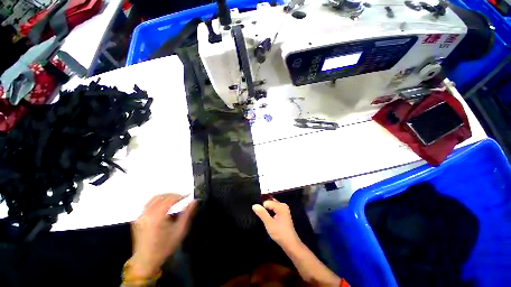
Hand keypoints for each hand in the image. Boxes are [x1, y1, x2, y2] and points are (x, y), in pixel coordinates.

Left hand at [129, 194, 196, 277]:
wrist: (147, 258)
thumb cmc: (164, 248)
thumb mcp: (179, 233)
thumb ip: (186, 216)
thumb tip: (193, 203)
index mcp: (156, 216)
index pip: (169, 199)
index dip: (179, 196)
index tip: (188, 196)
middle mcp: (146, 212)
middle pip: (159, 197)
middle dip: (171, 195)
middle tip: (181, 198)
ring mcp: (140, 214)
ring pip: (152, 200)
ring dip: (162, 198)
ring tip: (172, 201)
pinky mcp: (137, 218)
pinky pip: (147, 206)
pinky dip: (155, 204)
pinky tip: (161, 210)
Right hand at [252, 198, 300, 247]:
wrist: (289, 242)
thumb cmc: (279, 233)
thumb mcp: (269, 223)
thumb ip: (262, 213)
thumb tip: (254, 205)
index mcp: (281, 206)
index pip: (267, 202)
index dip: (261, 207)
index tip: (257, 214)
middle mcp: (283, 207)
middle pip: (270, 203)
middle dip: (263, 208)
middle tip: (258, 215)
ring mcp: (283, 211)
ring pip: (271, 208)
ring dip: (266, 212)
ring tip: (261, 218)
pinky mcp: (282, 216)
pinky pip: (274, 211)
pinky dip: (269, 215)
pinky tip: (266, 220)